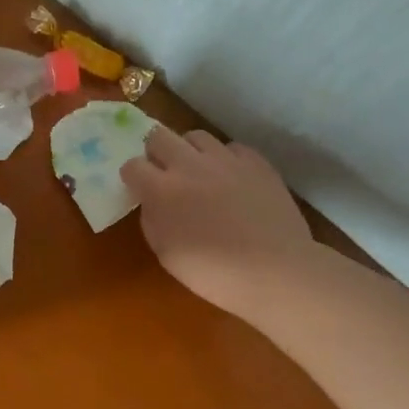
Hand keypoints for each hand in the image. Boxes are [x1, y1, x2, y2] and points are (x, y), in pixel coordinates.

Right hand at [120, 128, 313, 314]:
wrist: (276, 272)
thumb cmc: (214, 273)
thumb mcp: (166, 253)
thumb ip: (152, 219)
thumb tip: (152, 202)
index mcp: (161, 190)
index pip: (132, 166)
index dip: (133, 177)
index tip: (139, 190)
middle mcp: (189, 165)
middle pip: (159, 136)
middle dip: (156, 152)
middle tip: (165, 173)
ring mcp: (225, 160)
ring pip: (196, 136)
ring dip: (190, 151)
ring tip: (198, 171)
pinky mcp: (256, 162)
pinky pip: (232, 148)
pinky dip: (226, 159)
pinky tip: (231, 178)